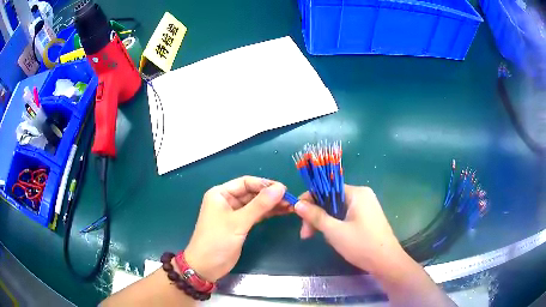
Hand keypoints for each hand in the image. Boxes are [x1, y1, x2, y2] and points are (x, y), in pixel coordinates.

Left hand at [184, 176, 289, 281]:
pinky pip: (256, 215)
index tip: (284, 189)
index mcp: (220, 193)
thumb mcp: (238, 222)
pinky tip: (282, 212)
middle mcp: (227, 200)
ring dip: (271, 205)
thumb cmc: (217, 241)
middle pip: (252, 193)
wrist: (206, 267)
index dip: (265, 184)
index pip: (246, 182)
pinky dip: (267, 214)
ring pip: (255, 204)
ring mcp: (234, 213)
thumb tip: (280, 188)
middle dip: (270, 195)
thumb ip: (259, 205)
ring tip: (290, 206)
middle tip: (290, 199)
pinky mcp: (240, 225)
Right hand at [294, 185, 405, 273]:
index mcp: (357, 193)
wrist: (386, 262)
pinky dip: (335, 225)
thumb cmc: (361, 245)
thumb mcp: (334, 231)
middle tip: (305, 235)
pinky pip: (346, 216)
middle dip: (316, 216)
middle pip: (331, 200)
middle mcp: (362, 196)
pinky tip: (332, 237)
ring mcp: (366, 207)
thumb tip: (297, 204)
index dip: (310, 200)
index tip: (297, 215)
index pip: (327, 189)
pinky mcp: (367, 218)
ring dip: (324, 222)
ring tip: (317, 238)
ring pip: (337, 210)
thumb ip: (315, 216)